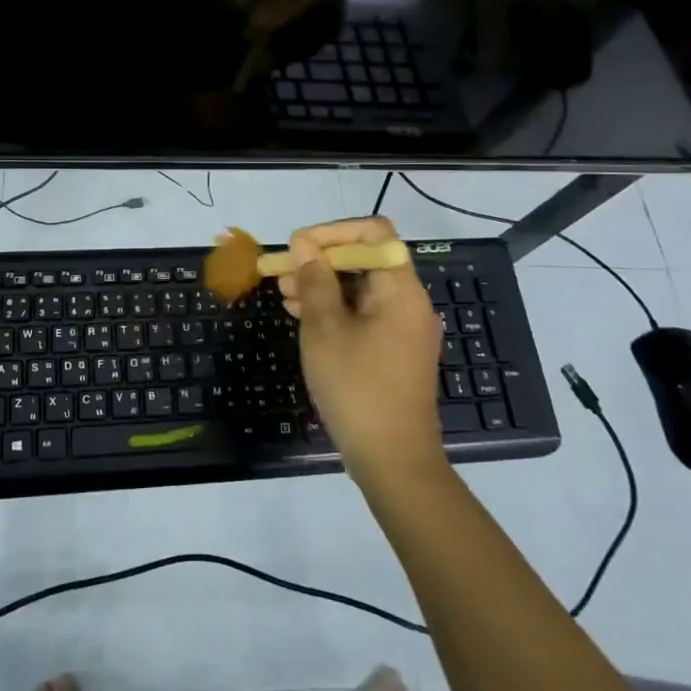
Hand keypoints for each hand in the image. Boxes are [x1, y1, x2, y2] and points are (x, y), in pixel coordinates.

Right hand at [280, 216, 444, 484]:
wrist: (393, 459)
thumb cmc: (356, 387)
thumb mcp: (324, 329)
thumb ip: (315, 280)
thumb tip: (305, 245)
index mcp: (399, 289)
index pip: (373, 233)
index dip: (333, 231)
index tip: (298, 247)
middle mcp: (408, 301)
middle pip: (365, 259)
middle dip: (321, 260)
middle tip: (281, 273)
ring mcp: (403, 328)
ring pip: (361, 288)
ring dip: (323, 285)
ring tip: (284, 295)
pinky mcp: (395, 350)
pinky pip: (364, 313)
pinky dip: (335, 309)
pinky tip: (303, 317)